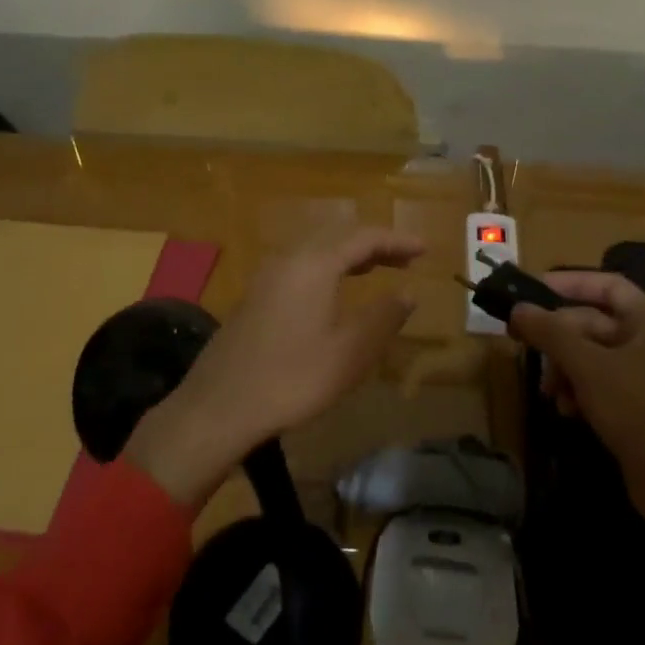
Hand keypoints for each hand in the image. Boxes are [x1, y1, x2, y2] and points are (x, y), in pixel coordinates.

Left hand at [126, 224, 424, 503]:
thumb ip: (384, 317)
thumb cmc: (292, 379)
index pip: (364, 237)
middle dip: (374, 243)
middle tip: (405, 258)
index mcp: (314, 265)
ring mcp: (266, 277)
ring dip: (349, 254)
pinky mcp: (254, 296)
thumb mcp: (350, 353)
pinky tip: (333, 291)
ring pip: (315, 250)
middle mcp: (288, 260)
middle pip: (337, 236)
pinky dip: (327, 268)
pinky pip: (299, 266)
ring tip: (376, 268)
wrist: (219, 408)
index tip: (424, 249)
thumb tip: (408, 292)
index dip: (397, 240)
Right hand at [509, 272, 644, 631]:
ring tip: (549, 391)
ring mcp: (644, 374)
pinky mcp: (637, 405)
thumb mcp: (588, 366)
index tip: (530, 291)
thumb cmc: (639, 410)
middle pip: (592, 322)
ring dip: (564, 368)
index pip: (606, 285)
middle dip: (558, 337)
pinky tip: (567, 410)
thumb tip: (517, 308)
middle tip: (522, 344)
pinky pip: (598, 383)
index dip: (568, 283)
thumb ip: (550, 333)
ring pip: (590, 355)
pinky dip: (578, 391)